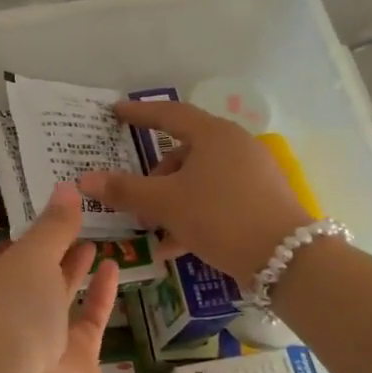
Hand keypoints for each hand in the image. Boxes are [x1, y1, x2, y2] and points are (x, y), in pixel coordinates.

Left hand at [0, 184, 119, 372]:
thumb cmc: (12, 316)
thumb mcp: (30, 259)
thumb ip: (53, 226)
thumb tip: (66, 187)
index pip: (11, 249)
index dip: (33, 228)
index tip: (57, 202)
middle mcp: (14, 308)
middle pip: (37, 271)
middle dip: (56, 246)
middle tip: (84, 215)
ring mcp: (45, 336)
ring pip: (62, 294)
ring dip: (77, 268)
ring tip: (98, 237)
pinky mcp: (76, 359)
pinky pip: (90, 318)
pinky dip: (101, 293)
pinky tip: (114, 265)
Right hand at [78, 100, 309, 281]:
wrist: (288, 260)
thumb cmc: (220, 217)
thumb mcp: (166, 204)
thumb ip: (124, 190)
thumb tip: (83, 179)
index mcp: (213, 135)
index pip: (168, 114)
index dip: (139, 113)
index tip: (115, 112)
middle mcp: (235, 146)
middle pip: (184, 151)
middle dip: (154, 176)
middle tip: (134, 195)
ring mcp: (251, 173)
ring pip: (199, 179)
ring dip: (171, 200)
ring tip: (151, 228)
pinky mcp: (261, 200)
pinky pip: (216, 198)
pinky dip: (192, 214)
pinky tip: (174, 246)